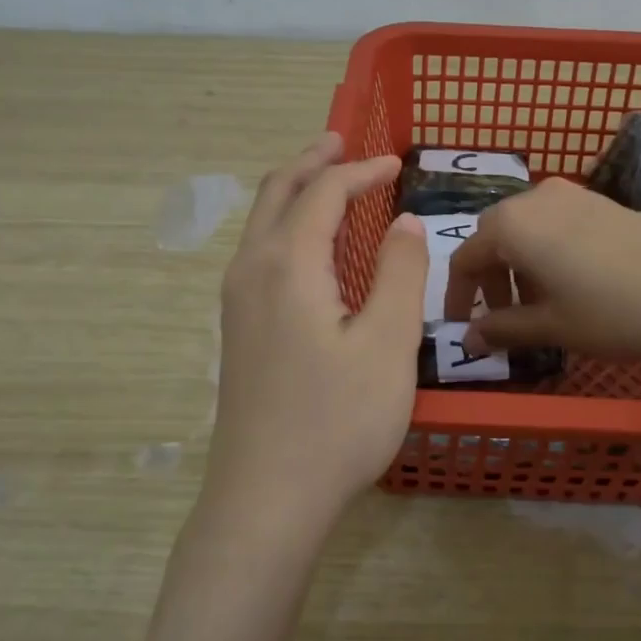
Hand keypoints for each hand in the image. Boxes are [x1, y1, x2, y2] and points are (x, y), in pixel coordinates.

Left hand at [207, 133, 428, 531]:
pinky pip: (259, 253)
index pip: (323, 193)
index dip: (360, 171)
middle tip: (342, 142)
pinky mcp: (237, 331)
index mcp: (287, 264)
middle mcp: (251, 270)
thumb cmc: (336, 421)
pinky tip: (309, 248)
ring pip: (261, 224)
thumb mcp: (387, 344)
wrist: (266, 498)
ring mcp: (236, 302)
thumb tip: (403, 222)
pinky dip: (286, 227)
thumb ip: (399, 273)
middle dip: (311, 163)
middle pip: (277, 194)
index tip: (395, 163)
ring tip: (326, 181)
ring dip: (294, 193)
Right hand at [446, 176, 640, 473]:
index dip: (457, 297)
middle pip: (493, 238)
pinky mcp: (602, 202)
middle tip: (499, 319)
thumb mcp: (553, 327)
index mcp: (512, 225)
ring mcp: (572, 195)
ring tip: (537, 308)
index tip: (459, 328)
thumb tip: (467, 339)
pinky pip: (554, 225)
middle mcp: (534, 199)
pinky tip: (570, 286)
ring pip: (525, 230)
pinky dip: (546, 254)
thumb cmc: (617, 312)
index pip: (465, 258)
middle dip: (489, 280)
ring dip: (518, 268)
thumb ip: (502, 329)